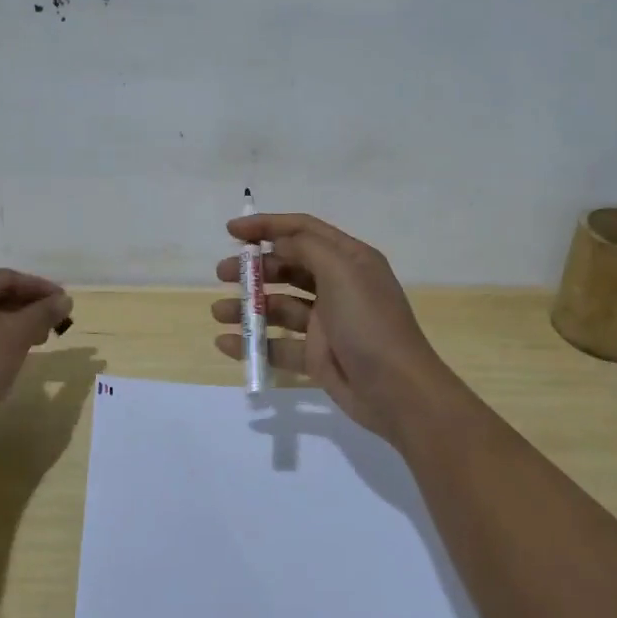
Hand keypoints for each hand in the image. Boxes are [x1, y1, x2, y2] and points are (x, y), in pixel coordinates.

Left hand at [0, 269, 72, 435]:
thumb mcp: (16, 335)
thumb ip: (43, 313)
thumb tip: (65, 299)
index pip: (6, 278)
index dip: (40, 288)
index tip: (65, 301)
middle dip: (27, 308)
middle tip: (55, 322)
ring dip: (13, 325)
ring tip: (39, 340)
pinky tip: (10, 355)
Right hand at [211, 214, 466, 445]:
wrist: (398, 391)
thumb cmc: (370, 323)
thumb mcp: (342, 272)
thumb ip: (307, 248)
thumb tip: (279, 242)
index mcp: (348, 259)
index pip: (303, 230)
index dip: (267, 226)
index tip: (232, 232)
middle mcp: (337, 286)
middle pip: (287, 266)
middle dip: (253, 268)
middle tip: (221, 274)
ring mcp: (326, 322)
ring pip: (279, 306)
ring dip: (248, 306)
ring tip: (218, 312)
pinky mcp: (317, 356)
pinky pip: (278, 345)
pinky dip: (252, 343)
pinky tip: (226, 343)